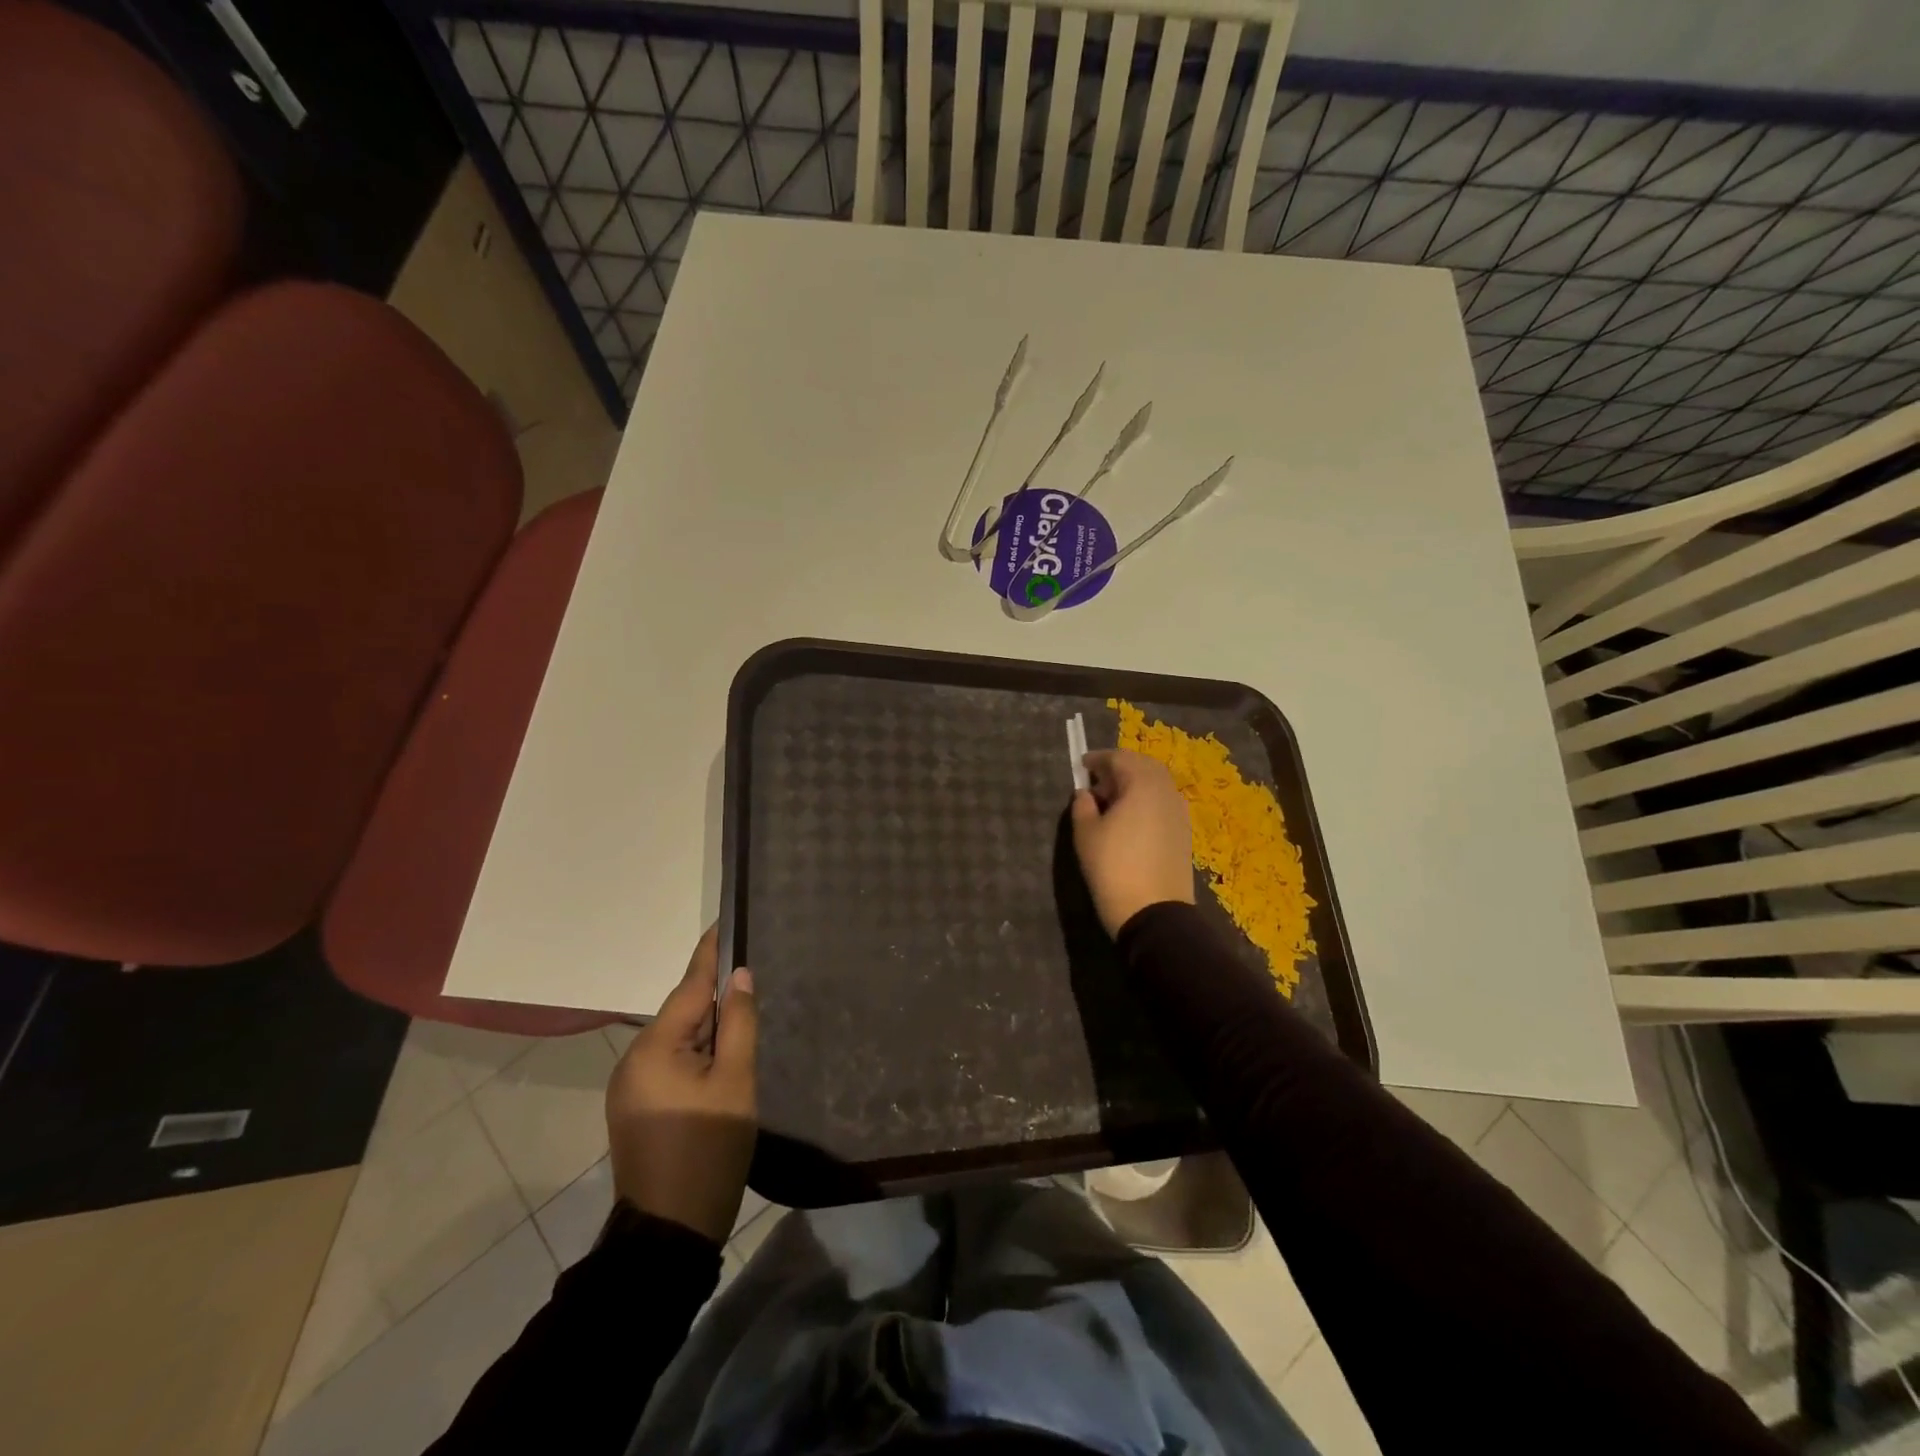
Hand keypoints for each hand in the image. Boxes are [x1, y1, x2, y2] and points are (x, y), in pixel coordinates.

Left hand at [605, 926, 757, 1243]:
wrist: (668, 1234)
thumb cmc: (708, 1150)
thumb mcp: (735, 1082)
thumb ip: (738, 1023)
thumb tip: (739, 976)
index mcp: (653, 1048)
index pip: (688, 986)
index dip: (710, 954)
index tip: (723, 922)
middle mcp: (633, 1059)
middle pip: (682, 1013)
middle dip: (716, 1000)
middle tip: (754, 982)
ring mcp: (629, 1086)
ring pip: (677, 1040)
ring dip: (708, 1030)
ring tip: (745, 1021)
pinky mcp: (634, 1108)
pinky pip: (669, 1063)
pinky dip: (696, 1055)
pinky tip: (722, 1060)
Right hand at [1070, 749, 1195, 937]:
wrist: (1153, 912)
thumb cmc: (1113, 867)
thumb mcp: (1086, 834)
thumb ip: (1083, 805)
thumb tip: (1086, 793)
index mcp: (1142, 784)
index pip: (1120, 758)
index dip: (1098, 759)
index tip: (1082, 766)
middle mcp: (1166, 791)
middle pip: (1143, 766)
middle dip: (1119, 768)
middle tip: (1097, 784)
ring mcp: (1179, 812)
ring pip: (1156, 784)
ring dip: (1134, 785)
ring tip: (1111, 803)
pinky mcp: (1184, 832)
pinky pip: (1163, 803)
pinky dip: (1146, 801)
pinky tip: (1130, 821)